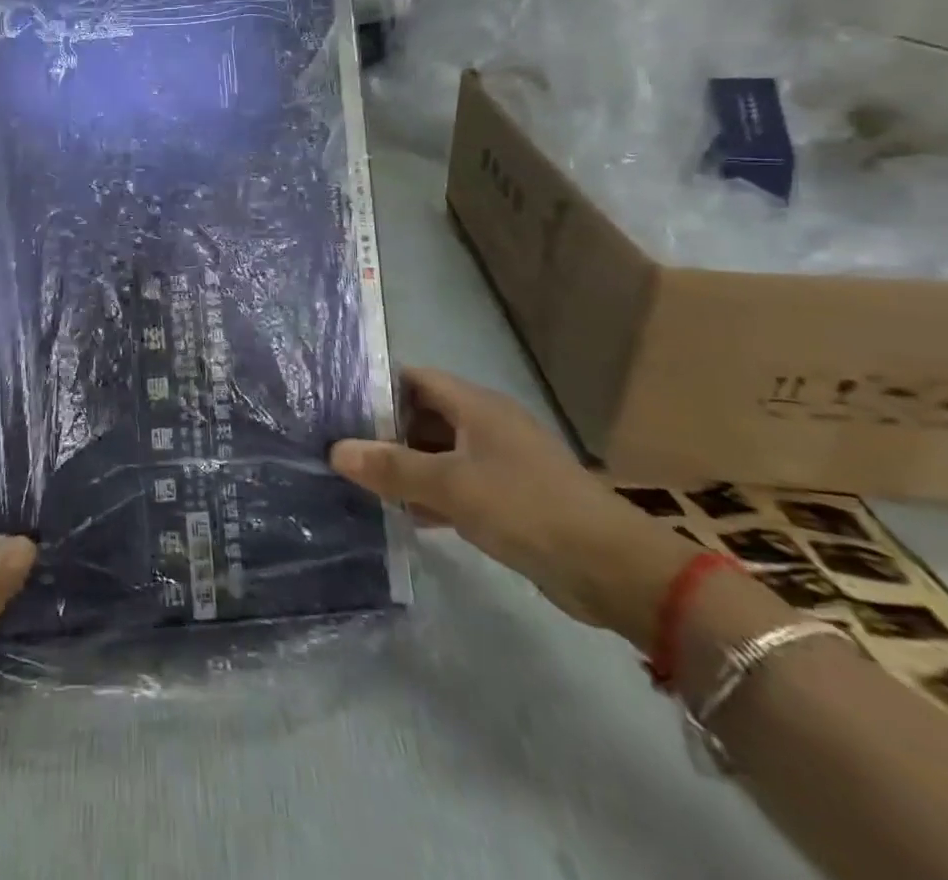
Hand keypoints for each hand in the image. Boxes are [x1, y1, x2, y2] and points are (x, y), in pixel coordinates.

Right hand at [330, 369, 696, 644]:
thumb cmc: (526, 508)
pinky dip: (430, 492)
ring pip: (439, 452)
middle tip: (341, 446)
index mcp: (475, 405)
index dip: (377, 386)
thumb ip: (392, 467)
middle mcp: (486, 425)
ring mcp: (500, 462)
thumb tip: (336, 450)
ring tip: (360, 480)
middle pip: (424, 415)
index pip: (415, 378)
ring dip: (406, 465)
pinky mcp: (510, 498)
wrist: (612, 569)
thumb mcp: (450, 485)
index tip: (338, 404)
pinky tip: (403, 513)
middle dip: (385, 429)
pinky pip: (457, 484)